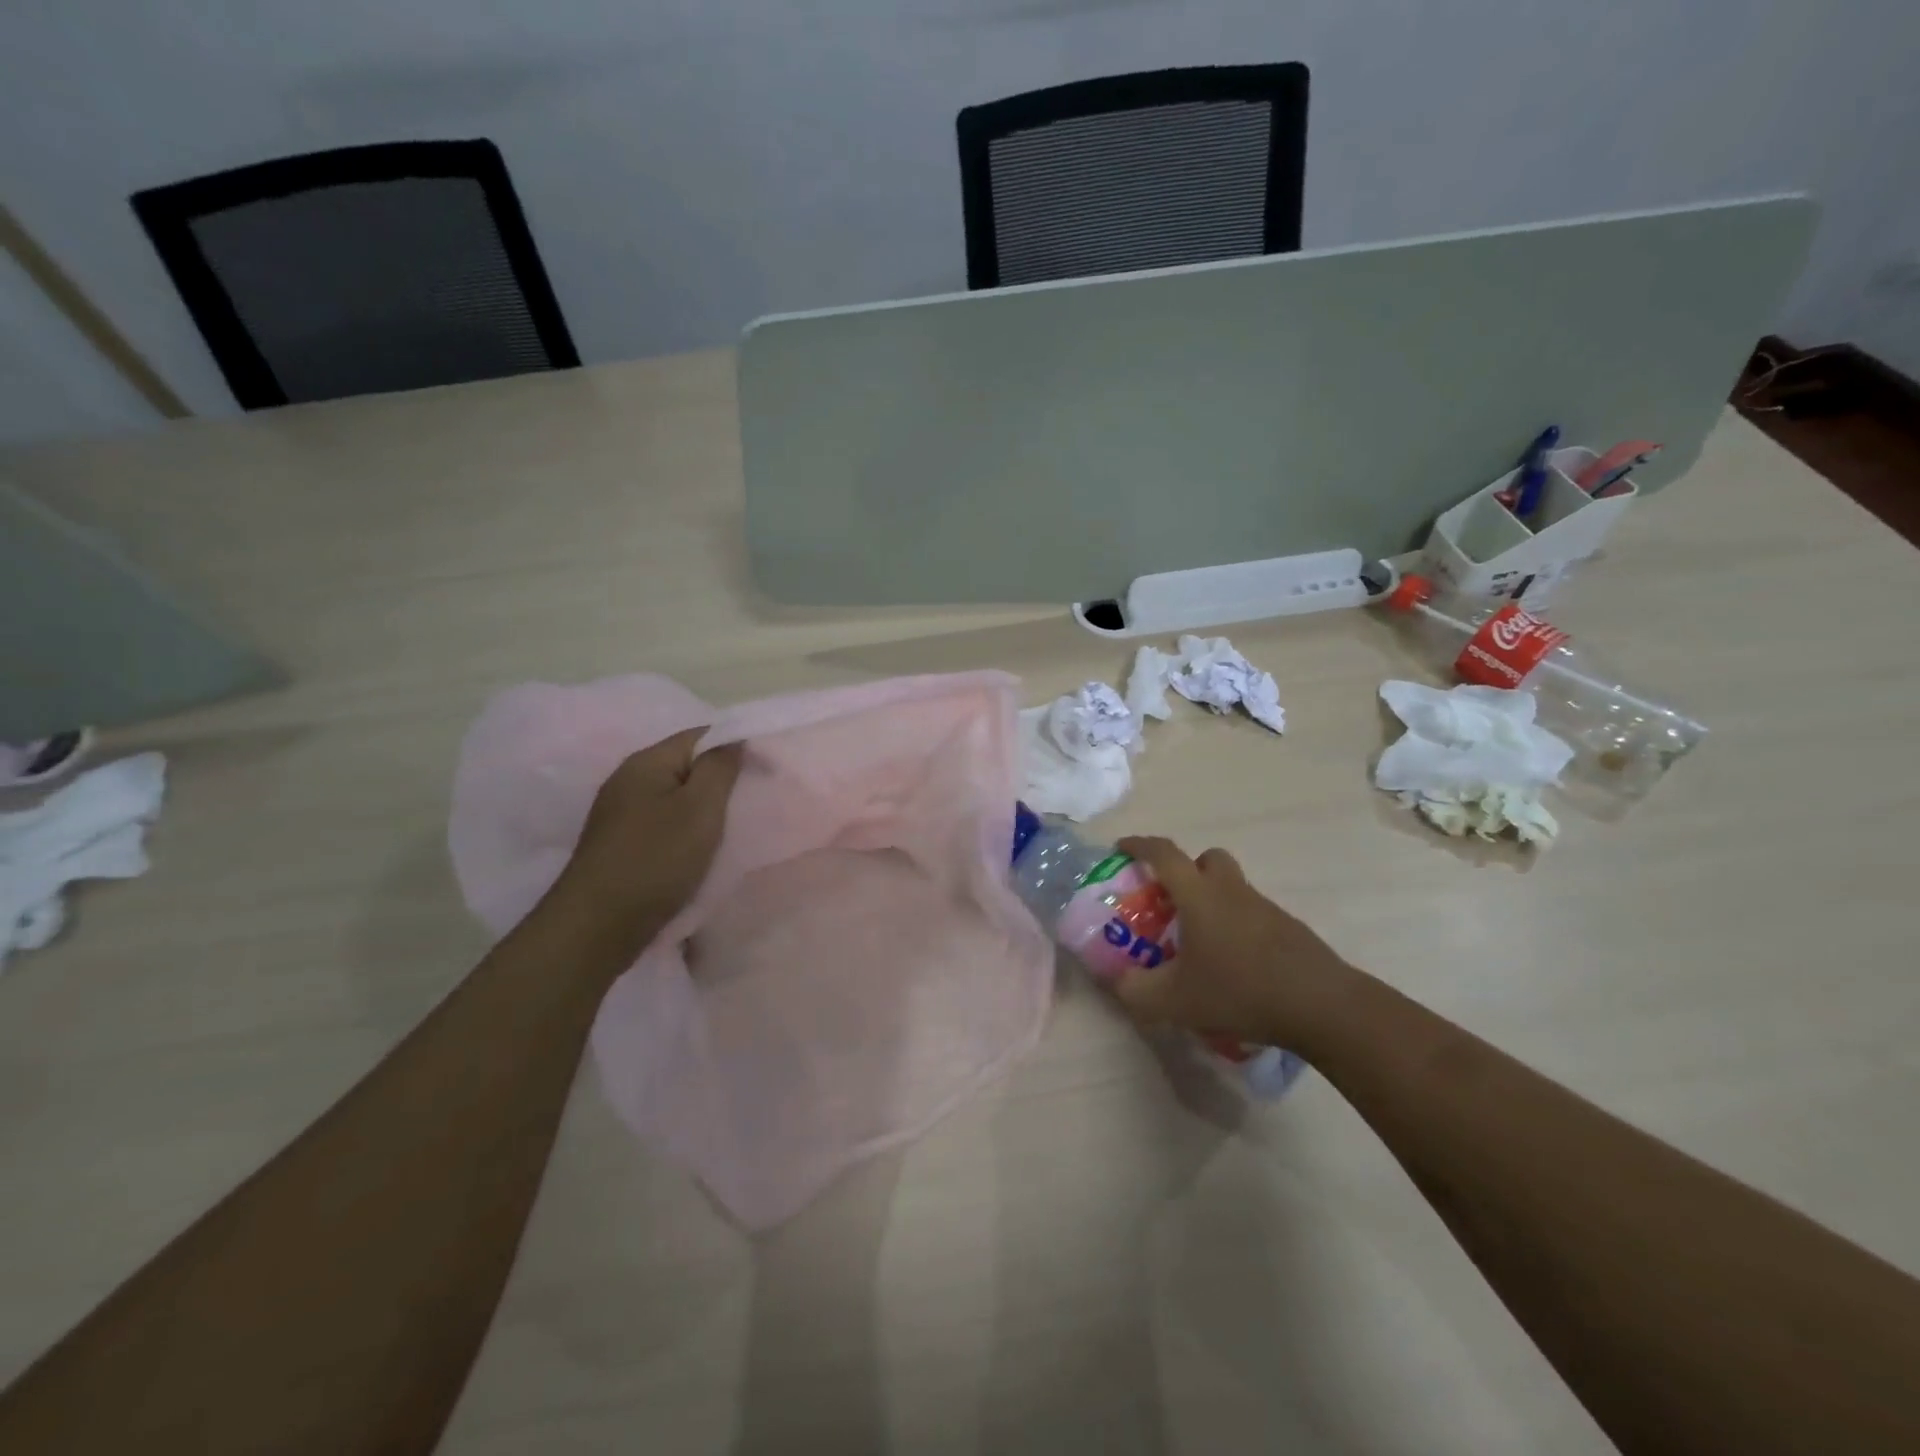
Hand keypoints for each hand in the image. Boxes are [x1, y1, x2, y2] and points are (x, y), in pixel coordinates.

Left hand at [548, 729, 744, 952]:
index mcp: (646, 762)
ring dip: (703, 809)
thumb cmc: (656, 859)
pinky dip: (686, 831)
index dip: (735, 745)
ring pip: (675, 797)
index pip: (700, 736)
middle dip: (721, 779)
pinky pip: (663, 824)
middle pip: (685, 766)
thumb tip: (733, 739)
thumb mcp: (700, 808)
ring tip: (733, 827)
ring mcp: (620, 814)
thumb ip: (720, 768)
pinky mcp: (620, 845)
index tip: (766, 769)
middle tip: (754, 800)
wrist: (598, 926)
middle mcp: (628, 781)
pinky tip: (700, 850)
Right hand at [1111, 836, 1357, 1048]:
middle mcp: (1232, 891)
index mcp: (1199, 895)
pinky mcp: (1289, 930)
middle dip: (1186, 870)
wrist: (1322, 1005)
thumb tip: (1117, 980)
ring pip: (1233, 888)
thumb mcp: (1173, 1000)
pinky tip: (1234, 967)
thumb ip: (1135, 990)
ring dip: (1213, 902)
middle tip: (1171, 900)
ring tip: (1200, 945)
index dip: (1139, 846)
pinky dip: (1237, 929)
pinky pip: (1253, 915)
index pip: (1164, 854)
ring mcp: (1265, 908)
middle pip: (1208, 859)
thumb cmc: (1240, 991)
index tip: (1121, 848)